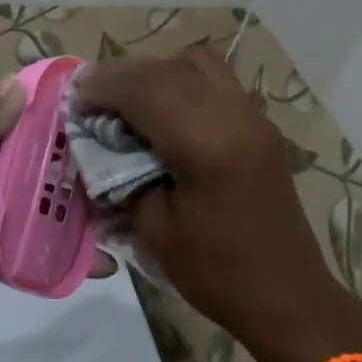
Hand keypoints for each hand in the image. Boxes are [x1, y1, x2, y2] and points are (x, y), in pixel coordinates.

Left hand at [0, 79, 119, 353]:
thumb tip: (12, 82)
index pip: (6, 118)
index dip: (41, 108)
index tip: (86, 104)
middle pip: (29, 156)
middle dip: (66, 154)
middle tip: (112, 154)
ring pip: (39, 193)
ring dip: (72, 197)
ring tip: (116, 199)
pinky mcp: (6, 243)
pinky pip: (41, 229)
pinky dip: (66, 236)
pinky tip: (101, 249)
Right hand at [74, 49, 361, 361]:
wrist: (287, 297)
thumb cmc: (216, 271)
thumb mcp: (154, 228)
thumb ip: (123, 176)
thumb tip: (101, 144)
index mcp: (207, 144)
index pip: (146, 90)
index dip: (103, 87)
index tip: (73, 97)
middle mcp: (235, 116)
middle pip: (170, 69)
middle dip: (123, 75)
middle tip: (90, 95)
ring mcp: (253, 117)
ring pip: (198, 64)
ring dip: (155, 72)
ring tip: (126, 99)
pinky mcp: (260, 126)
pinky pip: (216, 81)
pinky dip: (181, 82)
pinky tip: (161, 110)